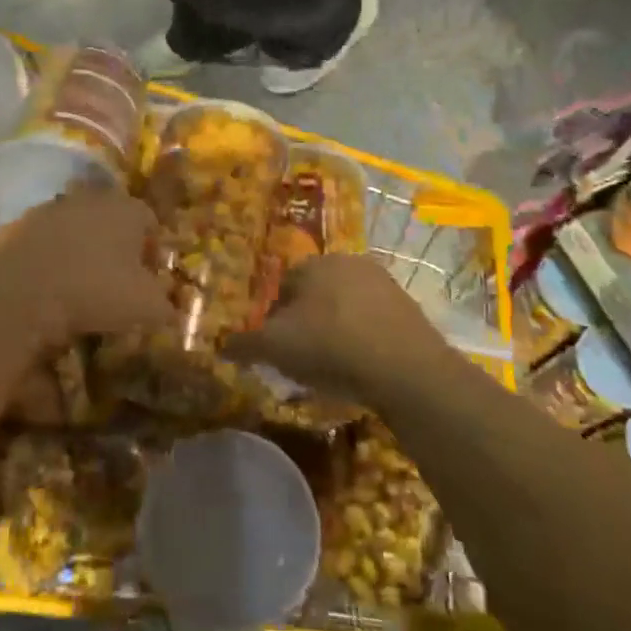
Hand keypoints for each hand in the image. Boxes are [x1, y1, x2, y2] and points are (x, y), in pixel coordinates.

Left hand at [0, 187, 174, 370]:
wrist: (20, 292)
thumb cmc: (95, 291)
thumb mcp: (145, 307)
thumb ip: (165, 306)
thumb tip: (170, 310)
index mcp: (128, 209)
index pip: (150, 223)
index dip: (153, 251)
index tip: (149, 280)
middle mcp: (92, 199)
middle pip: (112, 220)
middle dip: (117, 247)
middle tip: (116, 282)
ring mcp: (52, 208)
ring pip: (77, 228)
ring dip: (81, 250)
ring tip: (79, 287)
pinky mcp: (19, 225)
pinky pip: (45, 241)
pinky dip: (50, 258)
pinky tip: (48, 287)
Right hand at [220, 254, 454, 406]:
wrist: (405, 368)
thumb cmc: (330, 346)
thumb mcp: (276, 348)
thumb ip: (245, 344)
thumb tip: (221, 345)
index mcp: (314, 263)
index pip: (284, 284)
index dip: (276, 315)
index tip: (277, 345)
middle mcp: (348, 262)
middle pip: (317, 291)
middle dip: (308, 319)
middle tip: (304, 355)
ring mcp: (383, 283)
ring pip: (347, 304)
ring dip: (338, 327)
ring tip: (334, 365)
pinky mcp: (409, 307)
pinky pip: (375, 320)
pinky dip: (365, 338)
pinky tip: (363, 366)